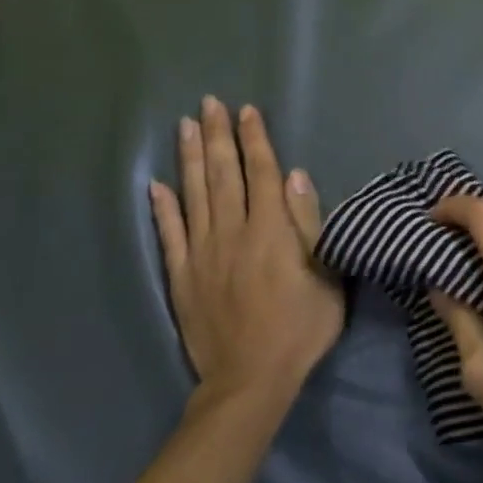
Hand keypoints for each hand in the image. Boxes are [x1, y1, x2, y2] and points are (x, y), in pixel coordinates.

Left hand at [149, 98, 344, 408]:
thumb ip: (309, 224)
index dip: (254, 140)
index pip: (261, 174)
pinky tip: (156, 185)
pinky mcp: (181, 277)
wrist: (250, 379)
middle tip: (209, 103)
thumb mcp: (326, 277)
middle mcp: (232, 233)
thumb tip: (294, 176)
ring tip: (186, 126)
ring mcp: (202, 254)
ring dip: (191, 158)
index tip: (246, 111)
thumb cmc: (301, 328)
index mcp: (271, 232)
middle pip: (224, 176)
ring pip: (194, 196)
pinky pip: (169, 235)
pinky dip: (162, 208)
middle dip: (218, 137)